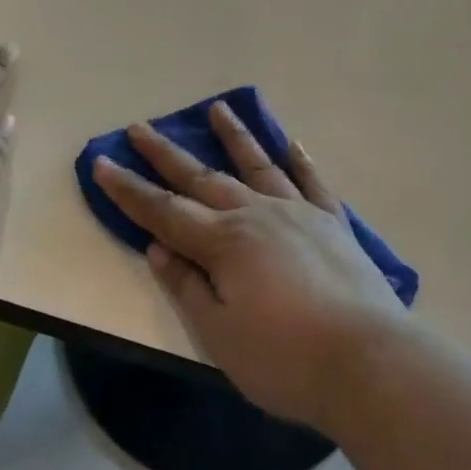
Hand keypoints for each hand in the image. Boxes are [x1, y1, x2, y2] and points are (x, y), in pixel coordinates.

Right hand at [93, 103, 404, 433]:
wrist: (368, 361)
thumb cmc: (285, 359)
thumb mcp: (220, 335)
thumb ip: (188, 286)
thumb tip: (158, 247)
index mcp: (224, 242)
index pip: (164, 211)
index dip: (129, 190)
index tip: (102, 162)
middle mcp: (257, 214)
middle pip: (202, 177)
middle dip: (166, 154)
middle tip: (140, 127)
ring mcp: (298, 213)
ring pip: (258, 165)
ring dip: (234, 136)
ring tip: (217, 107)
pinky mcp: (333, 223)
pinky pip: (312, 181)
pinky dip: (299, 160)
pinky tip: (292, 142)